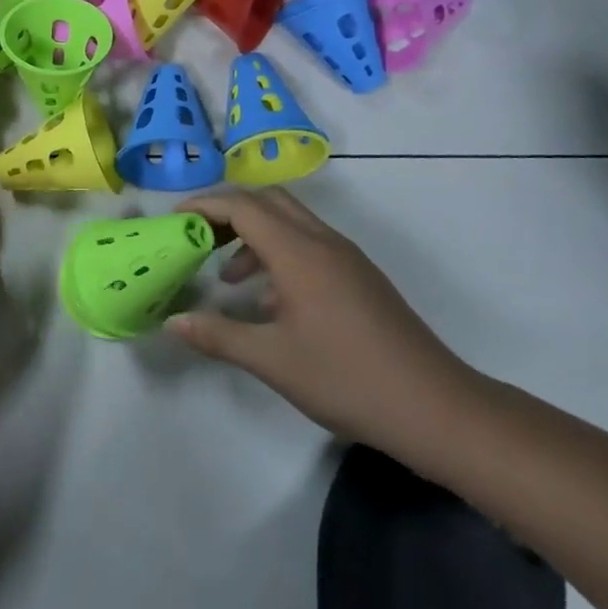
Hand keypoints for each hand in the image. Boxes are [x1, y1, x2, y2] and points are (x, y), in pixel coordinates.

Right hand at [167, 188, 483, 463]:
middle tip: (198, 238)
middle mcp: (323, 241)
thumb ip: (219, 335)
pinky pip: (309, 245)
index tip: (175, 219)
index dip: (205, 206)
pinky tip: (271, 302)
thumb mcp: (272, 360)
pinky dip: (280, 254)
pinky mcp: (360, 276)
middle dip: (229, 212)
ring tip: (229, 278)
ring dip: (255, 236)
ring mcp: (346, 257)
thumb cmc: (346, 377)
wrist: (433, 406)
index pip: (243, 206)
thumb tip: (173, 321)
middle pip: (268, 202)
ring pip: (291, 223)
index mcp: (299, 251)